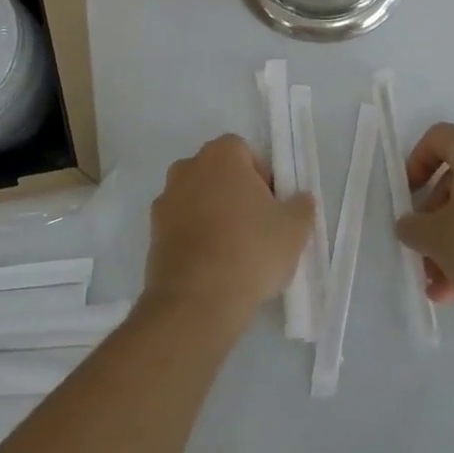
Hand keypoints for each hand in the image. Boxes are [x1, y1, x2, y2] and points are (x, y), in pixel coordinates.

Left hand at [143, 135, 314, 329]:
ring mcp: (165, 200)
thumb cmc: (251, 250)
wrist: (197, 300)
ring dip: (212, 215)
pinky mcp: (152, 233)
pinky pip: (181, 226)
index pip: (245, 153)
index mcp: (221, 155)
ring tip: (233, 251)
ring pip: (197, 199)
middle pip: (218, 173)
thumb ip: (301, 205)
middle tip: (256, 227)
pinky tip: (211, 266)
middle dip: (235, 193)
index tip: (271, 207)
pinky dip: (195, 237)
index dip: (262, 177)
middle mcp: (187, 168)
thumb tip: (299, 198)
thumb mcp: (294, 229)